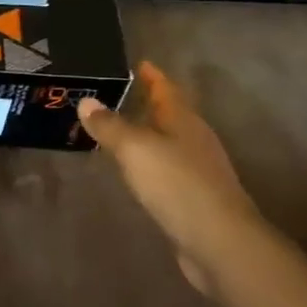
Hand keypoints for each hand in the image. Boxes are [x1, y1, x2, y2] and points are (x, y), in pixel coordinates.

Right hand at [79, 62, 267, 290]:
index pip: (165, 88)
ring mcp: (197, 169)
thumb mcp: (135, 149)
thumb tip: (86, 101)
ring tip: (116, 130)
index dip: (151, 75)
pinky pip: (166, 169)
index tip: (135, 63)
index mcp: (183, 120)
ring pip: (167, 142)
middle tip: (113, 96)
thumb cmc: (177, 185)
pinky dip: (148, 162)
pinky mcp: (194, 197)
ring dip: (145, 134)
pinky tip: (134, 171)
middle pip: (168, 113)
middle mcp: (194, 139)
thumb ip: (110, 125)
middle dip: (145, 103)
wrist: (220, 242)